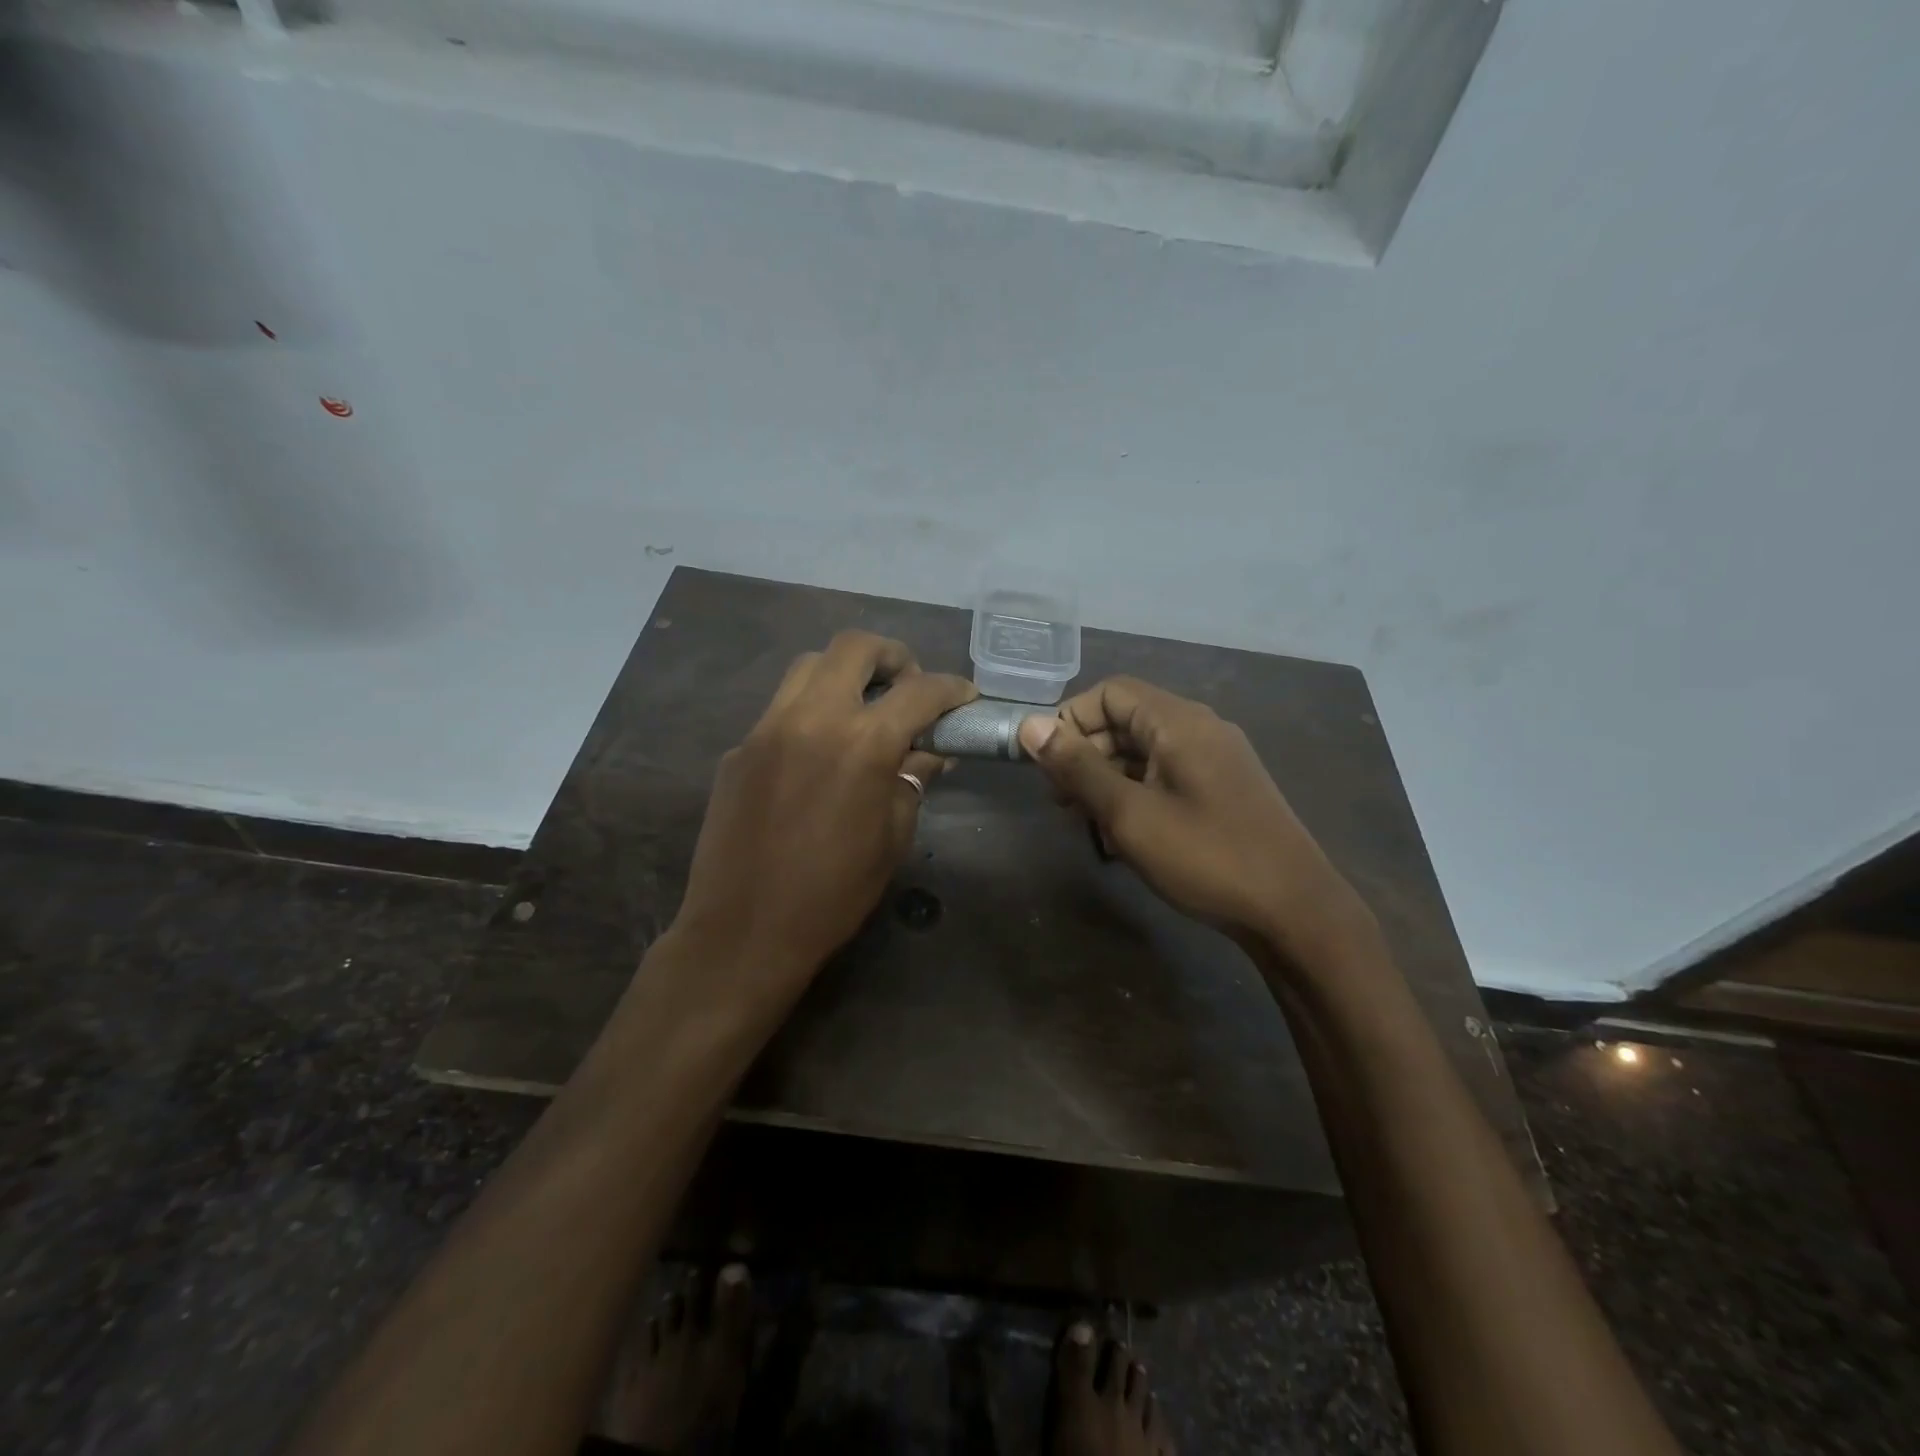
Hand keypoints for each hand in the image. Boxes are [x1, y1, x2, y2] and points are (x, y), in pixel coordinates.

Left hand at [668, 630, 976, 1019]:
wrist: (744, 931)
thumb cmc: (834, 894)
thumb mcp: (892, 837)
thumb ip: (913, 780)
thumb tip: (931, 750)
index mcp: (862, 743)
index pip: (919, 691)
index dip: (951, 688)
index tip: (964, 697)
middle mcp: (812, 718)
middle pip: (854, 647)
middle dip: (892, 656)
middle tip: (908, 686)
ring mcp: (767, 728)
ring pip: (809, 665)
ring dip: (845, 672)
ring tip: (864, 707)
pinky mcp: (739, 748)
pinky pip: (781, 707)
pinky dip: (811, 709)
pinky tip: (820, 749)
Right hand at [1017, 677, 1374, 963]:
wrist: (1295, 912)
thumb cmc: (1206, 857)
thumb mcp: (1129, 814)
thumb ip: (1077, 768)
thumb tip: (1030, 726)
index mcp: (1179, 722)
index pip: (1110, 692)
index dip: (1070, 719)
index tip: (1045, 764)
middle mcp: (1200, 729)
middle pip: (1126, 720)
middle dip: (1084, 753)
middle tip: (1058, 800)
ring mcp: (1215, 760)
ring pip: (1144, 752)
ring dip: (1106, 778)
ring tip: (1082, 820)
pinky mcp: (1223, 790)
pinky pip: (1165, 776)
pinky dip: (1135, 793)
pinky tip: (1120, 834)